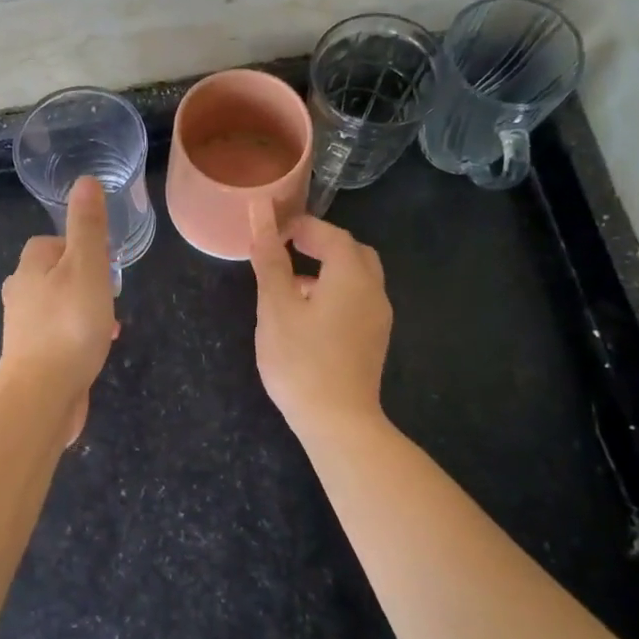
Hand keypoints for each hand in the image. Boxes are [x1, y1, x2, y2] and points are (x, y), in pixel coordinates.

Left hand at [0, 177, 118, 443]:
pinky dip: (77, 337)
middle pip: (54, 275)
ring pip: (58, 307)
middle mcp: (20, 294)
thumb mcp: (87, 266)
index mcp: (29, 267)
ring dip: (83, 310)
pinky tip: (95, 351)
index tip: (104, 263)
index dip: (78, 247)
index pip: (50, 243)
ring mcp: (23, 329)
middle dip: (84, 281)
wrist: (42, 394)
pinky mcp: (31, 357)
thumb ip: (88, 226)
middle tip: (109, 296)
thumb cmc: (69, 325)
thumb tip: (85, 181)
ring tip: (108, 326)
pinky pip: (58, 336)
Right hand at [248, 199, 392, 438]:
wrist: (338, 422)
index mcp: (351, 275)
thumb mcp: (276, 307)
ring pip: (356, 277)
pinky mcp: (373, 340)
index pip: (330, 234)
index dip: (301, 226)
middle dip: (320, 243)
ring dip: (327, 269)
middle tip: (286, 249)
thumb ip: (270, 260)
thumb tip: (260, 217)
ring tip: (289, 283)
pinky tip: (306, 315)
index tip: (272, 230)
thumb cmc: (301, 360)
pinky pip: (356, 300)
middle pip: (351, 252)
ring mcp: (377, 317)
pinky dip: (334, 292)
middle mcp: (373, 290)